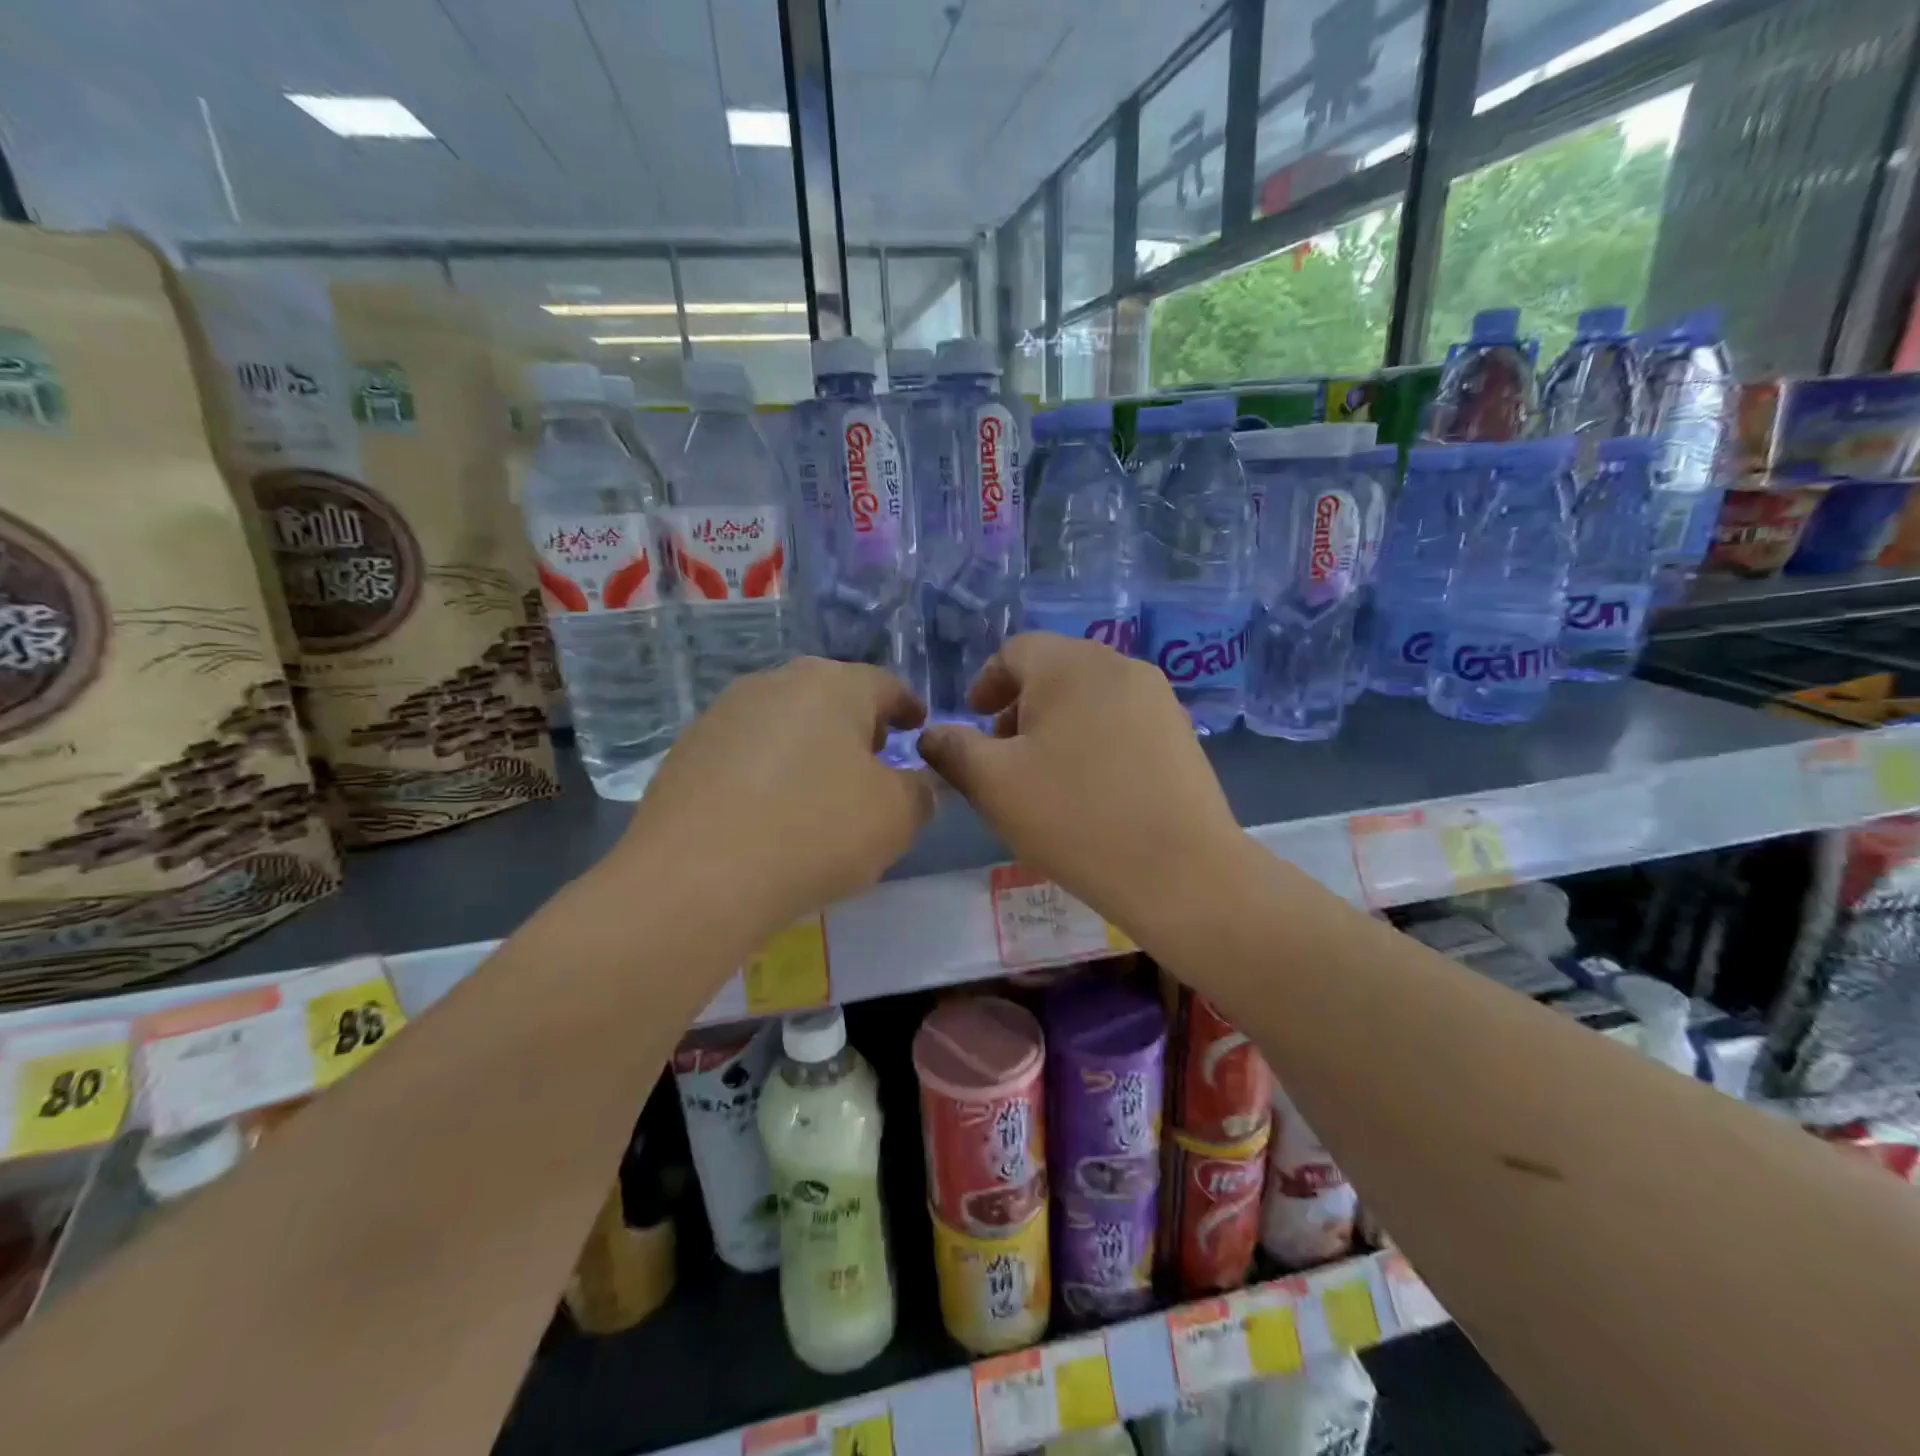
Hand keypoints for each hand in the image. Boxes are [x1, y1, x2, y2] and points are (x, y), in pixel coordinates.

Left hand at [621, 658, 934, 942]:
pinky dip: (768, 768)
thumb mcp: (895, 818)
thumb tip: (918, 784)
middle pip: (830, 695)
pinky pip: (746, 750)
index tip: (917, 726)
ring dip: (810, 744)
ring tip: (820, 786)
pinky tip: (770, 809)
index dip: (907, 706)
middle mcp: (776, 683)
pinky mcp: (687, 750)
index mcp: (833, 686)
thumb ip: (920, 792)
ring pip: (784, 719)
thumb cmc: (815, 832)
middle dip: (857, 723)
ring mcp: (723, 713)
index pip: (884, 684)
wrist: (696, 878)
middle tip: (872, 757)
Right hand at [919, 634, 1246, 937]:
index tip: (974, 722)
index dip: (986, 684)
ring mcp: (1159, 699)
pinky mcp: (1181, 734)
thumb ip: (952, 749)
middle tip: (1003, 755)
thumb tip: (932, 734)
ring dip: (1056, 726)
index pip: (1015, 651)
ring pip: (1089, 698)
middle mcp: (1119, 666)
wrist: (1181, 872)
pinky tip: (1091, 789)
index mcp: (1071, 664)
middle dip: (1020, 708)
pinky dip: (1093, 741)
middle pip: (1054, 672)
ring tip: (1045, 777)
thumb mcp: (993, 784)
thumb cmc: (1075, 817)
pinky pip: (1122, 722)